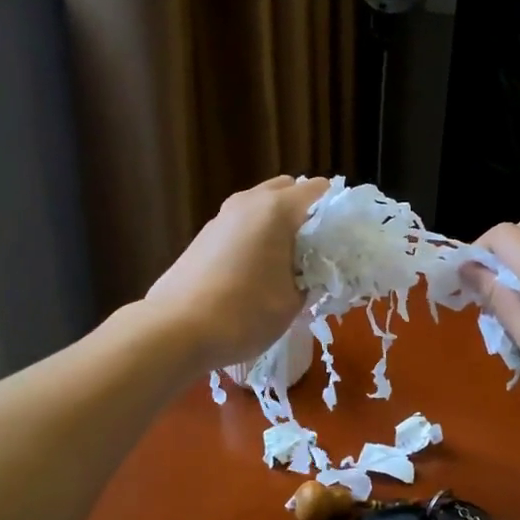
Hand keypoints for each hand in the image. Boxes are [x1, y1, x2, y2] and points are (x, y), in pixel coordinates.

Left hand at [146, 175, 329, 370]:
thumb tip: (313, 270)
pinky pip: (242, 225)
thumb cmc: (244, 313)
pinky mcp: (204, 236)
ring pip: (261, 207)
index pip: (319, 190)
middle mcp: (248, 202)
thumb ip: (312, 277)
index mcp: (277, 209)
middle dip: (306, 213)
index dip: (336, 212)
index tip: (343, 241)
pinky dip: (256, 237)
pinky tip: (257, 272)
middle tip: (316, 251)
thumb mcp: (293, 302)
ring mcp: (221, 216)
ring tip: (287, 264)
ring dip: (278, 225)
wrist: (175, 330)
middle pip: (287, 190)